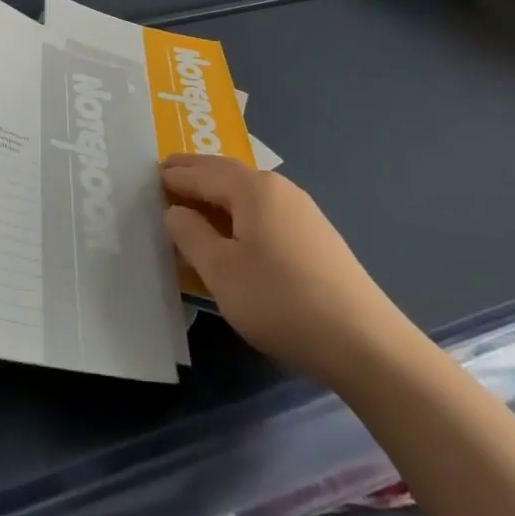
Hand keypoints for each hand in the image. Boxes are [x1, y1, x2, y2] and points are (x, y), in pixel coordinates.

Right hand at [164, 153, 402, 379]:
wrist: (364, 342)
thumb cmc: (280, 300)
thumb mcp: (221, 271)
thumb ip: (191, 235)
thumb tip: (176, 211)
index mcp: (252, 189)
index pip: (202, 173)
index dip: (175, 175)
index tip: (151, 174)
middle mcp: (278, 189)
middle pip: (228, 174)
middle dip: (197, 175)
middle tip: (168, 176)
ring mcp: (303, 212)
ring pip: (249, 194)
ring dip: (219, 195)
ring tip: (197, 205)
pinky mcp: (317, 237)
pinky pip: (266, 212)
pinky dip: (240, 213)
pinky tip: (237, 234)